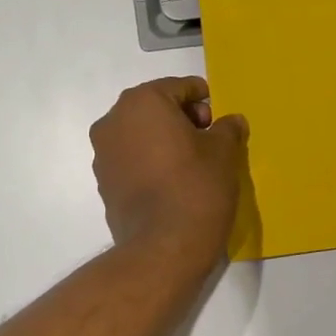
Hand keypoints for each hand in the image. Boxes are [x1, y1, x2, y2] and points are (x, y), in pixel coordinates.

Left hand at [91, 78, 246, 258]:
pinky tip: (174, 183)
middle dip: (183, 119)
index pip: (180, 87)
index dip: (205, 100)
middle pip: (156, 108)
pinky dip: (152, 163)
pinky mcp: (104, 183)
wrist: (164, 248)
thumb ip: (227, 129)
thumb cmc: (197, 187)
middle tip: (210, 140)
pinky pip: (132, 160)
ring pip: (141, 135)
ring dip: (165, 141)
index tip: (220, 119)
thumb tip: (231, 121)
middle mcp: (114, 121)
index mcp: (143, 102)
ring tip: (193, 164)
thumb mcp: (224, 152)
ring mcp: (103, 154)